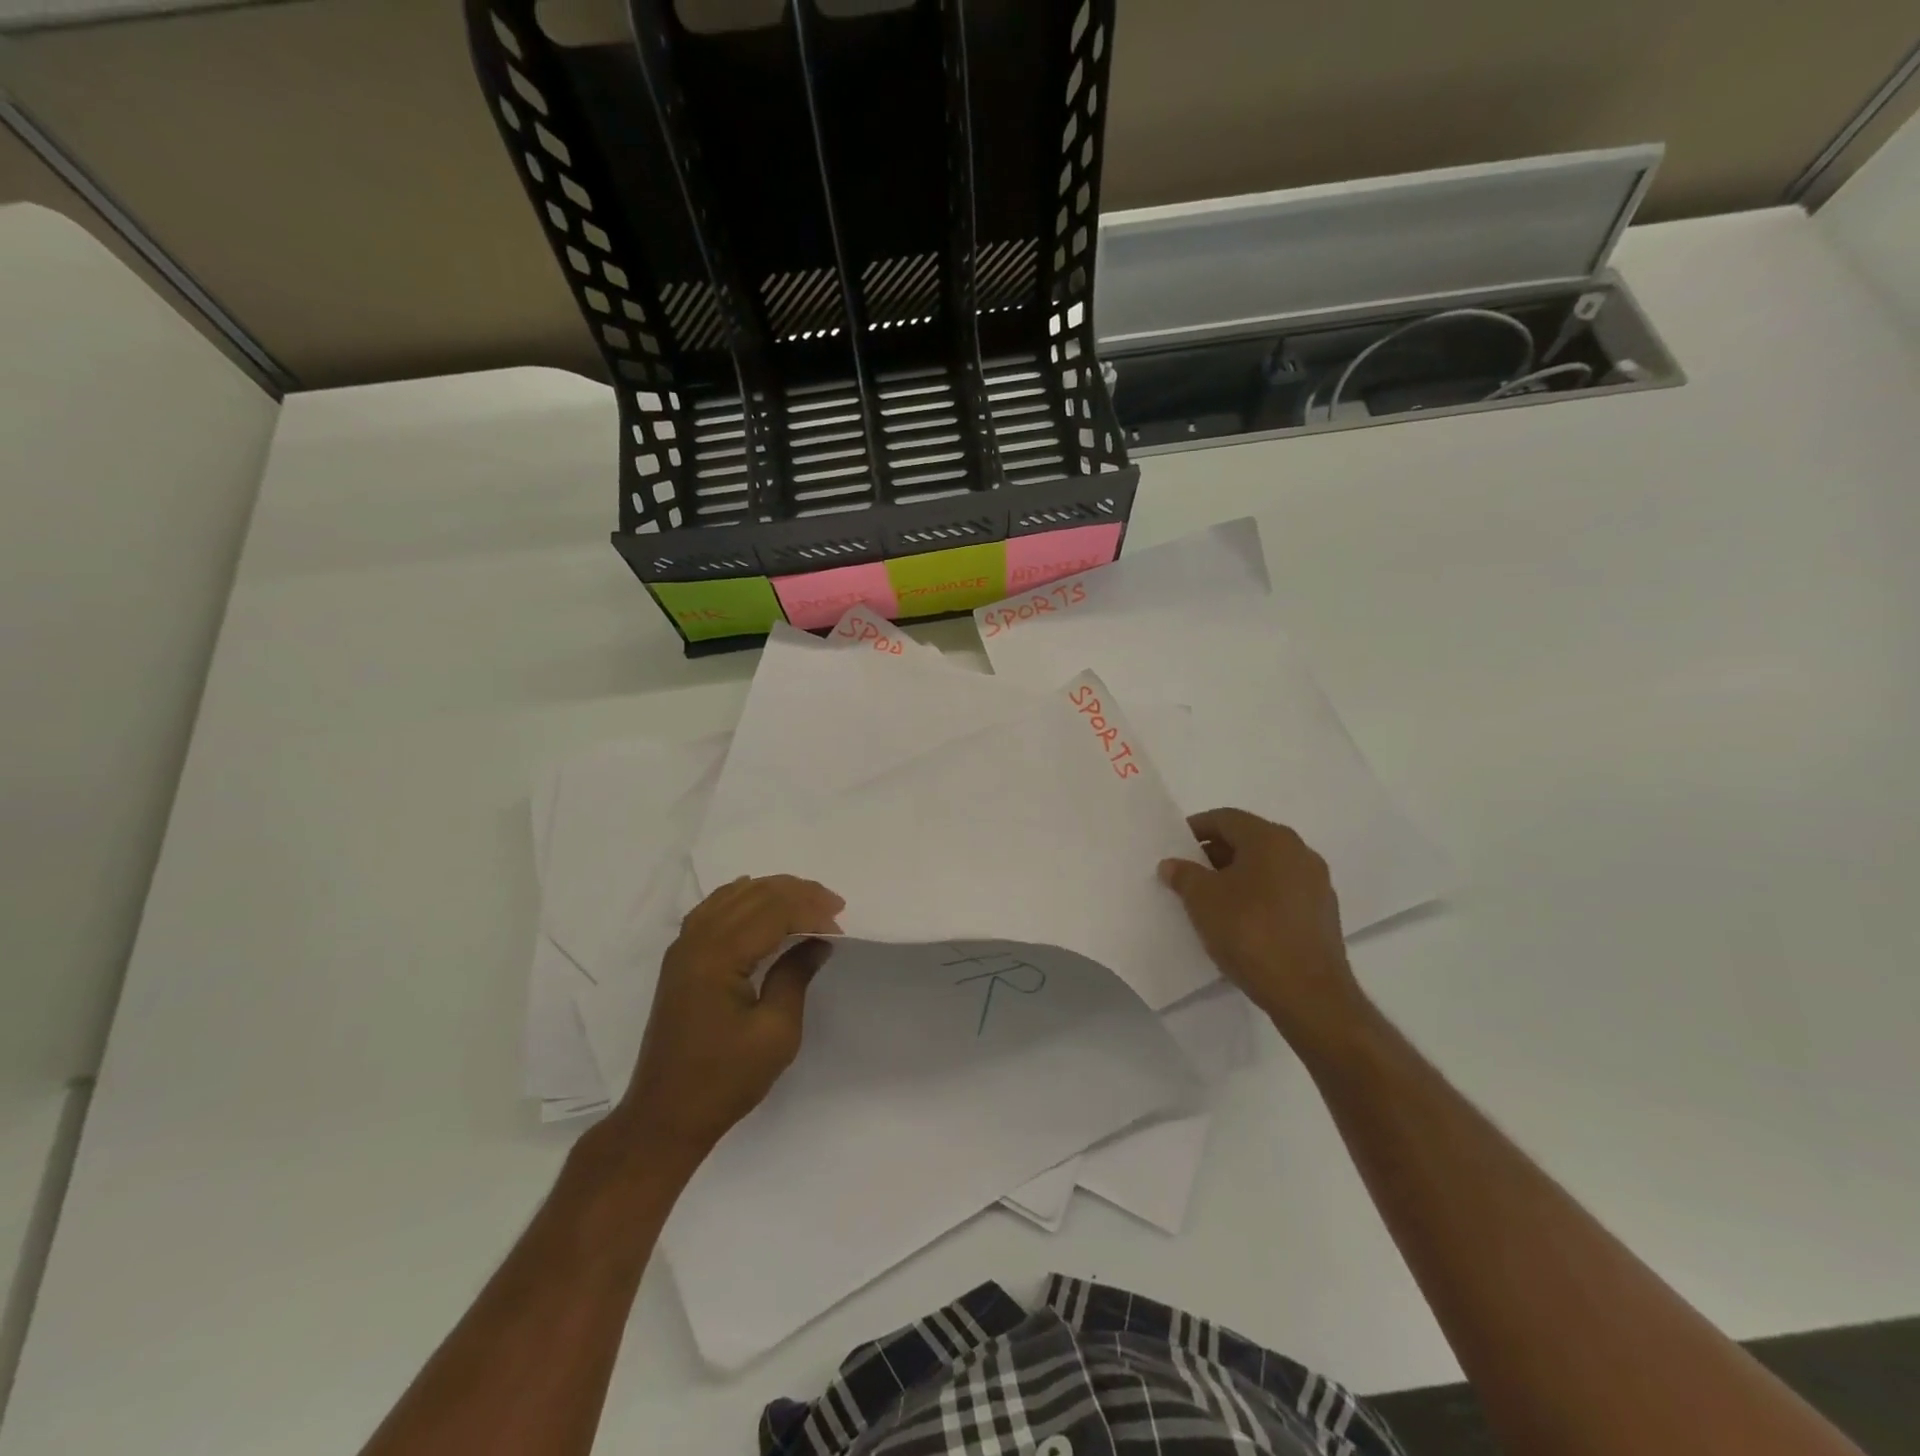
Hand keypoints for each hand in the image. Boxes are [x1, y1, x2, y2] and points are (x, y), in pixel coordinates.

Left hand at [611, 874, 842, 1173]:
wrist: (666, 1116)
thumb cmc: (725, 1079)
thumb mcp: (776, 1033)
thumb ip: (796, 976)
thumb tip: (818, 941)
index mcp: (718, 957)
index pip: (773, 912)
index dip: (811, 911)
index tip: (840, 926)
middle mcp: (696, 941)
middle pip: (753, 895)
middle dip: (797, 894)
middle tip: (834, 904)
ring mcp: (683, 948)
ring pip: (733, 896)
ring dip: (773, 892)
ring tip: (808, 901)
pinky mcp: (681, 959)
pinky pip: (713, 909)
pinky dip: (743, 899)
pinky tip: (759, 901)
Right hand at [1159, 809, 1367, 1044]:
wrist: (1308, 992)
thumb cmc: (1250, 932)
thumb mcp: (1202, 900)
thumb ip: (1184, 875)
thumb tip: (1173, 864)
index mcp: (1271, 839)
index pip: (1226, 819)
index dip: (1196, 828)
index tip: (1175, 846)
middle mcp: (1299, 852)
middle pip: (1248, 840)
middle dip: (1215, 853)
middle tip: (1187, 873)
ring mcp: (1316, 884)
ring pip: (1266, 867)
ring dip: (1236, 876)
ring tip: (1209, 899)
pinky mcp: (1323, 914)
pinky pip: (1281, 892)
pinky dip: (1257, 896)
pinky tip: (1239, 921)